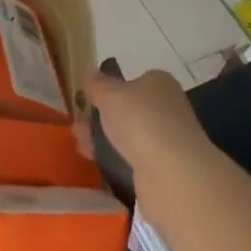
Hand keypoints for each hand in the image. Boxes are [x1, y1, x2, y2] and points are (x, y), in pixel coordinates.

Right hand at [88, 66, 206, 182]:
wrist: (172, 173)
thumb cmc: (140, 120)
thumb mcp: (109, 93)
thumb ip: (96, 84)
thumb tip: (92, 77)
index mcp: (159, 83)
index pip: (132, 81)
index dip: (109, 89)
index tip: (87, 100)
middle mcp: (168, 108)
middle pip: (128, 110)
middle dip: (101, 118)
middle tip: (78, 128)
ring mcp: (168, 139)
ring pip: (128, 136)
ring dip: (105, 140)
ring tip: (82, 147)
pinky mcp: (165, 168)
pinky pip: (133, 159)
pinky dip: (116, 160)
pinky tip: (98, 164)